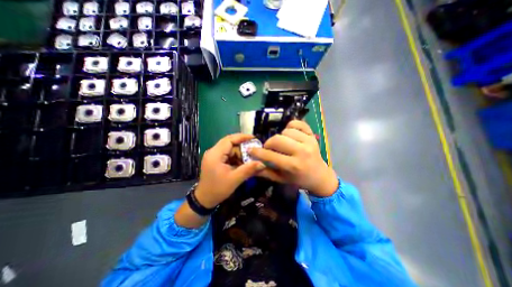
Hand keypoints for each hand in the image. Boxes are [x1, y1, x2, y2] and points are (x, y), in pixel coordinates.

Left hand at [195, 133, 265, 206]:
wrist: (204, 199)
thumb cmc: (217, 189)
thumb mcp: (234, 179)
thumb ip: (248, 170)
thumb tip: (262, 163)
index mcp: (215, 154)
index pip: (229, 139)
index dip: (242, 137)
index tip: (253, 138)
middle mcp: (213, 152)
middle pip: (230, 143)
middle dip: (242, 147)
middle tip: (254, 150)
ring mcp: (213, 155)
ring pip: (230, 149)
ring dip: (240, 153)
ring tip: (249, 159)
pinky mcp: (215, 160)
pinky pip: (228, 154)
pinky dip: (236, 157)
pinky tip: (242, 163)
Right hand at [250, 120, 338, 196]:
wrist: (320, 176)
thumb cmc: (299, 179)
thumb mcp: (281, 179)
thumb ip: (265, 172)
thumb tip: (252, 164)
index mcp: (293, 166)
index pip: (270, 155)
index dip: (258, 152)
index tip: (251, 150)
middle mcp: (302, 152)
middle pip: (277, 139)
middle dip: (268, 143)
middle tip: (269, 148)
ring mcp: (309, 141)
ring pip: (286, 131)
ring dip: (280, 137)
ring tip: (282, 144)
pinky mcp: (313, 135)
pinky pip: (298, 123)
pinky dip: (291, 126)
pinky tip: (289, 134)